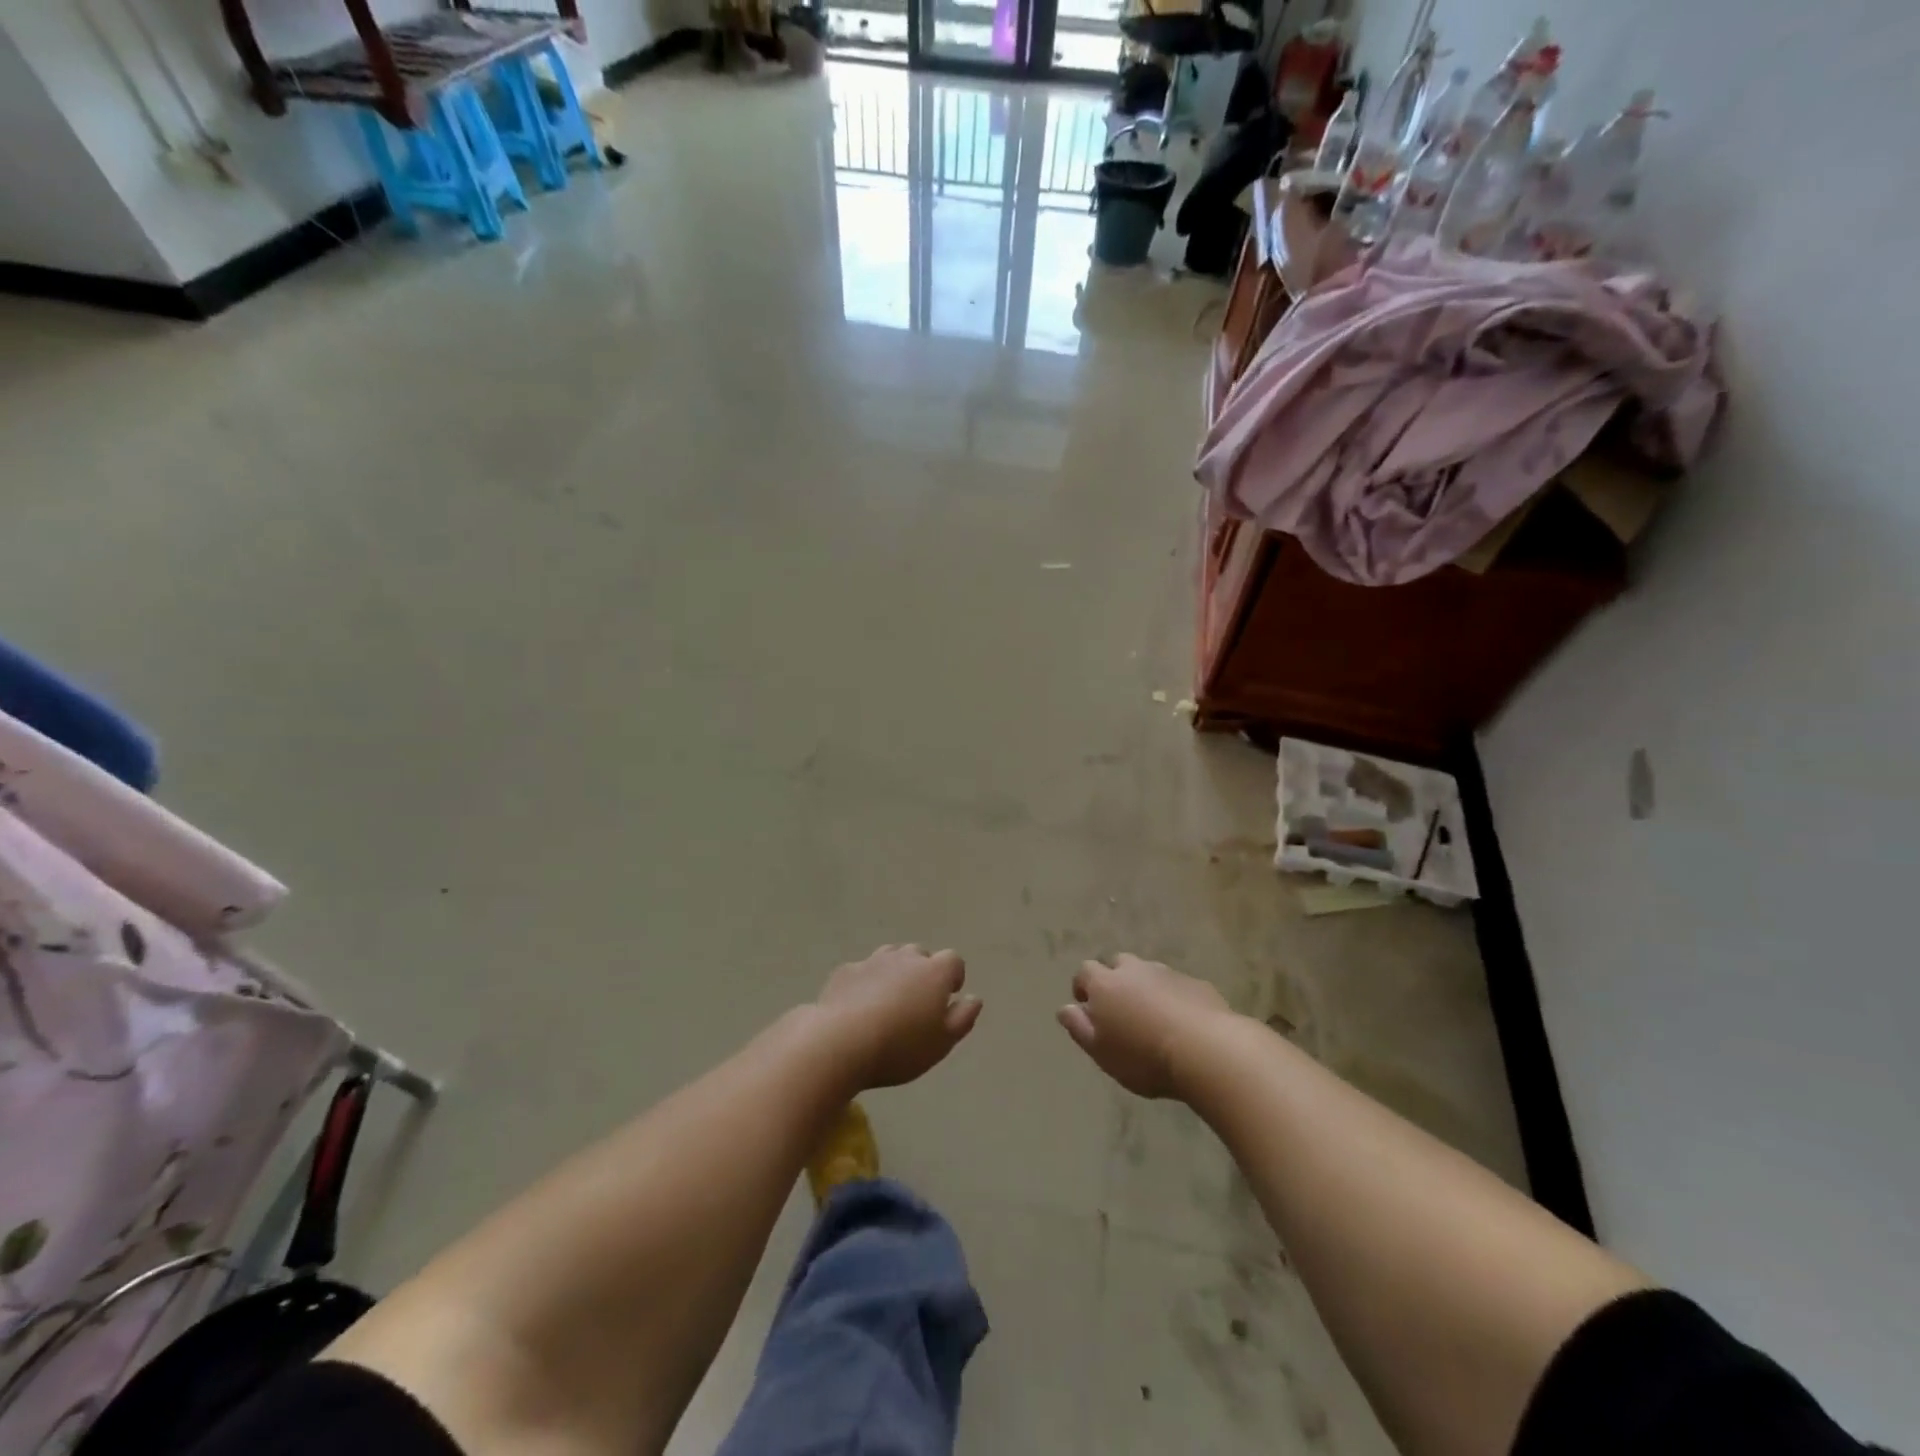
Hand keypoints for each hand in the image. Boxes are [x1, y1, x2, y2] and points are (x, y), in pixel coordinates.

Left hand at [816, 945, 981, 1089]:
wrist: (840, 1042)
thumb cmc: (900, 1046)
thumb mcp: (942, 1042)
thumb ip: (963, 1018)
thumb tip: (974, 998)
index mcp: (934, 972)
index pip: (953, 960)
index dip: (953, 977)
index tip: (948, 998)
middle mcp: (906, 958)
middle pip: (920, 955)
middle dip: (923, 972)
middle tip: (917, 1003)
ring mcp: (873, 961)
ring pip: (891, 957)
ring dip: (895, 972)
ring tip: (889, 1001)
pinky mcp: (845, 971)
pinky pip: (863, 970)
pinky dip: (867, 982)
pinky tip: (859, 1006)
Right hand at [1057, 954, 1230, 1099]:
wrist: (1206, 1050)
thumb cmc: (1143, 1056)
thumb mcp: (1101, 1051)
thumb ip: (1079, 1028)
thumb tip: (1065, 1009)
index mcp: (1105, 984)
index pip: (1084, 971)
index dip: (1083, 986)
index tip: (1086, 1006)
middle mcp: (1134, 970)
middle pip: (1117, 964)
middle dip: (1114, 980)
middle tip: (1120, 1008)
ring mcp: (1167, 974)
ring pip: (1148, 973)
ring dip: (1144, 987)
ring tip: (1151, 1015)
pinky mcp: (1196, 984)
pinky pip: (1176, 986)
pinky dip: (1173, 997)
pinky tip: (1181, 1021)